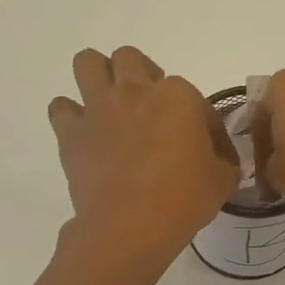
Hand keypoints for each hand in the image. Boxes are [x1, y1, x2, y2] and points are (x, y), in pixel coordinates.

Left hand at [49, 46, 238, 261]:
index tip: (209, 153)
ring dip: (98, 77)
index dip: (205, 127)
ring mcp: (99, 108)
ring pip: (88, 62)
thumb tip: (221, 162)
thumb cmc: (183, 200)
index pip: (197, 101)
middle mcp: (135, 91)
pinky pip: (61, 108)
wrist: (130, 226)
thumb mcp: (221, 182)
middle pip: (131, 59)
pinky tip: (85, 135)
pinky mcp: (72, 133)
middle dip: (141, 77)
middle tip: (151, 110)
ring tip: (110, 105)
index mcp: (178, 96)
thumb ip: (223, 163)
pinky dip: (70, 117)